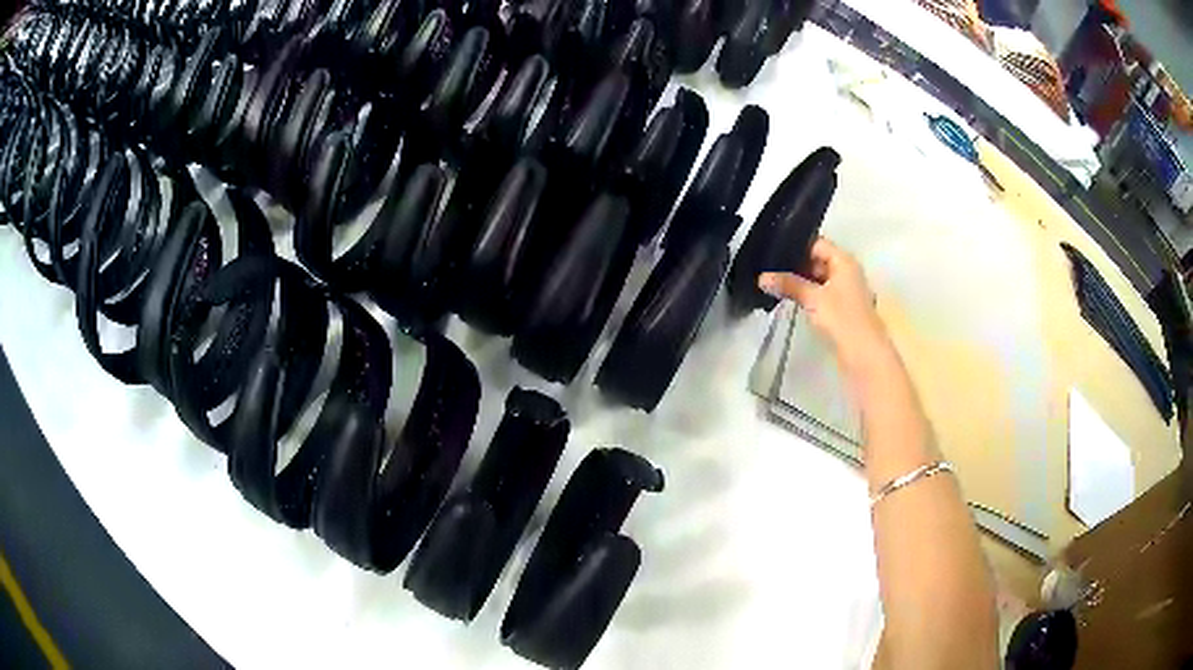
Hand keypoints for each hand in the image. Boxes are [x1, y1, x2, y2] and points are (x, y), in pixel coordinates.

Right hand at [758, 237, 890, 372]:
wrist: (864, 354)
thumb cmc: (842, 318)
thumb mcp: (813, 298)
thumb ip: (789, 284)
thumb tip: (762, 277)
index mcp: (844, 261)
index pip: (817, 243)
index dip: (796, 245)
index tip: (773, 250)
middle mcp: (847, 272)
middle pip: (818, 260)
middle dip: (795, 264)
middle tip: (769, 267)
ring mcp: (846, 291)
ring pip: (819, 278)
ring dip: (800, 281)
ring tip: (775, 282)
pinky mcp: (842, 308)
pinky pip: (822, 294)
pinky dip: (808, 295)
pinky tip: (791, 298)